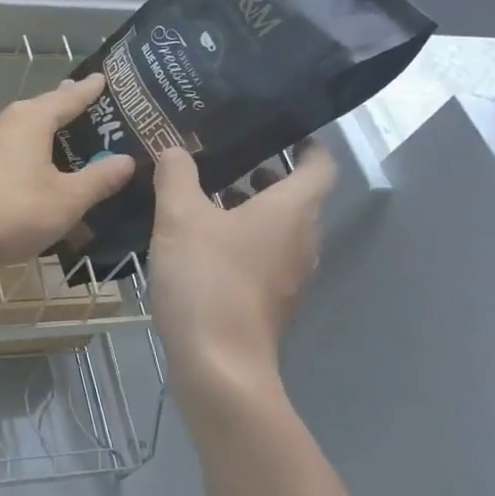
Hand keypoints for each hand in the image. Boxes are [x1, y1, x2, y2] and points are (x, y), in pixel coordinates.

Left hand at [0, 74, 135, 274]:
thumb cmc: (13, 212)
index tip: (105, 78)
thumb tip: (126, 160)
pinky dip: (28, 154)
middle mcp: (4, 122)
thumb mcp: (67, 200)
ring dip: (45, 133)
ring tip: (68, 138)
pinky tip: (35, 170)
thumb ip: (99, 179)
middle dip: (66, 107)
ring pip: (22, 131)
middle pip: (42, 109)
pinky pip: (9, 152)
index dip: (90, 90)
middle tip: (92, 105)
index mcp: (30, 119)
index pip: (68, 97)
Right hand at [148, 143, 336, 407]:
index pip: (320, 165)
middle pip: (297, 198)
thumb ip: (177, 177)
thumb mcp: (180, 218)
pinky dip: (243, 243)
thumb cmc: (206, 280)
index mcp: (292, 210)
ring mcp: (291, 277)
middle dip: (265, 178)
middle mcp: (303, 240)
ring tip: (206, 202)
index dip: (306, 144)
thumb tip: (174, 149)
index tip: (280, 131)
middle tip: (224, 162)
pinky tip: (202, 247)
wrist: (219, 365)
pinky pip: (265, 259)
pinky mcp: (273, 304)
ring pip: (278, 230)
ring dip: (250, 212)